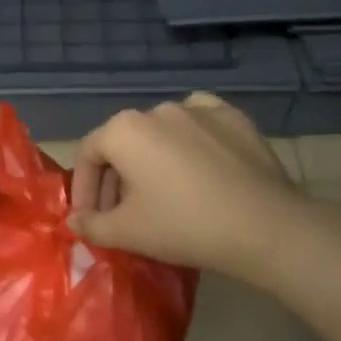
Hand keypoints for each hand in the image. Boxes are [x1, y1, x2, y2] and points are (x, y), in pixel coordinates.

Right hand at [68, 93, 312, 283]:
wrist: (264, 225)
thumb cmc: (184, 225)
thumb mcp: (128, 232)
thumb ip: (92, 225)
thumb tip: (76, 220)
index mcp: (125, 129)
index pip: (89, 154)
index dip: (84, 189)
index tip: (90, 219)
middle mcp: (158, 108)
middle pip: (125, 143)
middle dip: (117, 179)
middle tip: (123, 215)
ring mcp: (199, 108)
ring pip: (162, 134)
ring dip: (152, 162)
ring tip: (162, 196)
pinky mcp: (233, 118)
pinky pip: (199, 126)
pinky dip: (190, 144)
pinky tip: (197, 168)